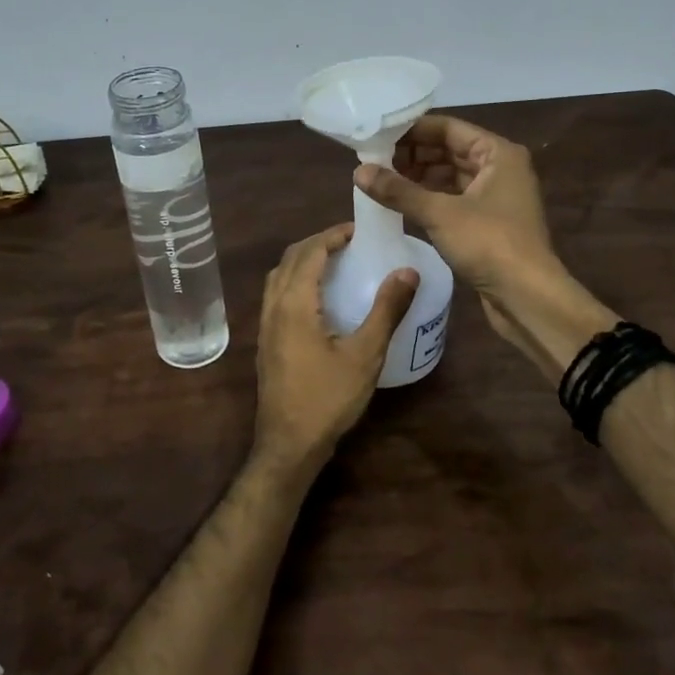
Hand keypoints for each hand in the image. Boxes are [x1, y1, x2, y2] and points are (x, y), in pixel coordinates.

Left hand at [254, 224, 417, 470]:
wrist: (288, 444)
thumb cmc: (328, 399)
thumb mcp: (366, 354)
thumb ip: (386, 310)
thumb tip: (408, 270)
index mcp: (294, 303)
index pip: (310, 251)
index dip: (333, 235)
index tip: (359, 230)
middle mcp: (273, 306)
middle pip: (290, 258)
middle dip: (318, 242)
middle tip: (350, 242)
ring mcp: (265, 324)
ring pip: (279, 275)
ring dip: (304, 260)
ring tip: (336, 262)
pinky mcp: (266, 340)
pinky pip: (277, 294)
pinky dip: (296, 280)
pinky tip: (319, 298)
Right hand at [354, 114, 555, 296]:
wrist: (527, 297)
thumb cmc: (489, 243)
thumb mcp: (440, 213)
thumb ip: (398, 190)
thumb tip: (359, 171)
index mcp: (497, 153)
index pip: (448, 128)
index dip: (412, 130)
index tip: (377, 136)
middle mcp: (499, 168)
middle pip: (448, 150)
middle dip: (412, 155)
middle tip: (373, 161)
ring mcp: (495, 196)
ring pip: (449, 175)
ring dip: (418, 177)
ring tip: (380, 181)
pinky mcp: (487, 221)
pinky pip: (453, 198)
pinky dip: (428, 198)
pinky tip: (401, 203)